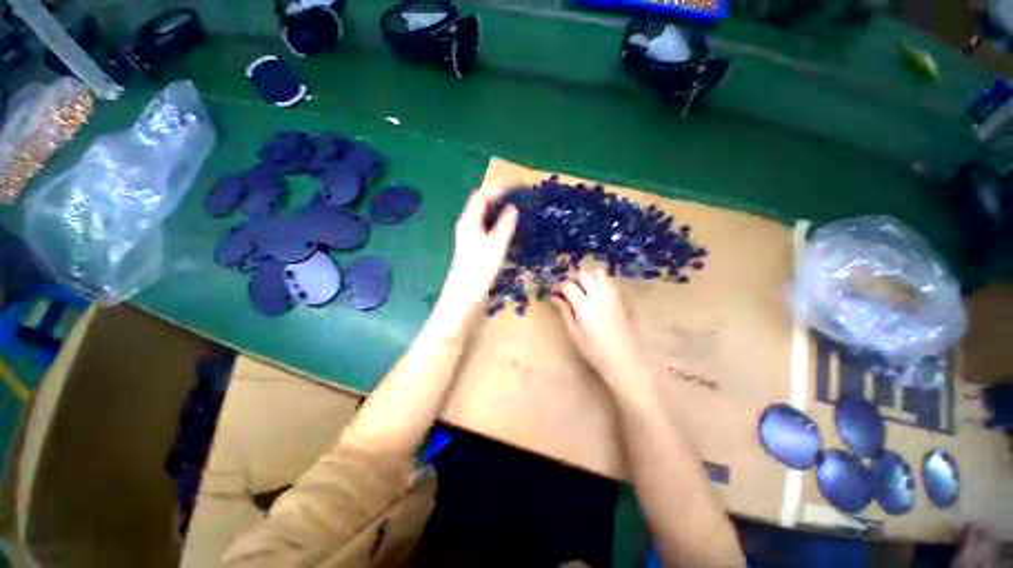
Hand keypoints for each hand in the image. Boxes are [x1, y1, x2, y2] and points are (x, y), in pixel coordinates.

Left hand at [428, 184, 517, 339]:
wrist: (465, 297)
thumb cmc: (479, 271)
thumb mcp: (495, 246)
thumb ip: (505, 225)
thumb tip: (513, 208)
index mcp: (469, 221)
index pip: (482, 196)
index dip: (498, 188)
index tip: (518, 185)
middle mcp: (468, 226)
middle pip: (483, 204)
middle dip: (501, 196)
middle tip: (521, 196)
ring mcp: (472, 237)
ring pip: (486, 216)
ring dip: (501, 209)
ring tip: (520, 208)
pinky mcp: (477, 248)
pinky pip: (489, 228)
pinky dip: (501, 223)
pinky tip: (511, 228)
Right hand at [551, 269, 648, 385]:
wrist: (624, 360)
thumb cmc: (595, 350)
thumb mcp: (575, 332)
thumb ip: (565, 311)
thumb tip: (556, 297)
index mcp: (584, 306)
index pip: (568, 286)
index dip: (558, 286)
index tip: (554, 292)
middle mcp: (599, 295)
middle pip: (584, 275)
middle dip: (572, 279)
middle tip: (567, 290)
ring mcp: (612, 296)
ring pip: (598, 273)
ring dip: (587, 277)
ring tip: (581, 289)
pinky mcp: (620, 299)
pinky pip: (608, 281)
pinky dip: (598, 281)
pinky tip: (594, 294)